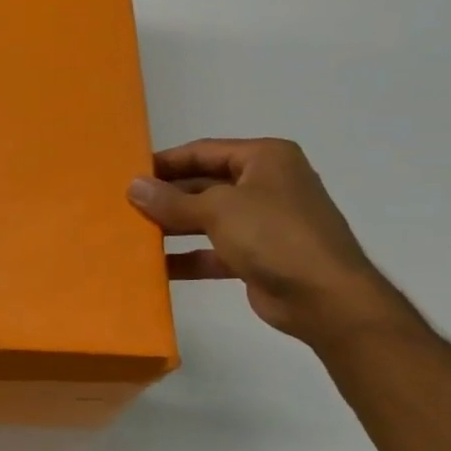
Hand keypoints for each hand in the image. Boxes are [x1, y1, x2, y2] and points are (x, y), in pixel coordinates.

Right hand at [127, 138, 406, 345]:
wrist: (326, 298)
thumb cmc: (274, 235)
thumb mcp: (218, 210)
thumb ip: (172, 200)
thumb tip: (133, 186)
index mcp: (264, 159)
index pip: (204, 151)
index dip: (166, 162)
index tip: (129, 173)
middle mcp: (265, 185)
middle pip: (204, 184)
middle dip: (167, 196)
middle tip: (125, 205)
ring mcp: (263, 223)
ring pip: (207, 219)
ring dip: (173, 227)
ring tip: (133, 233)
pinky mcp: (258, 257)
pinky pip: (214, 251)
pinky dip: (188, 257)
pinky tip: (156, 267)